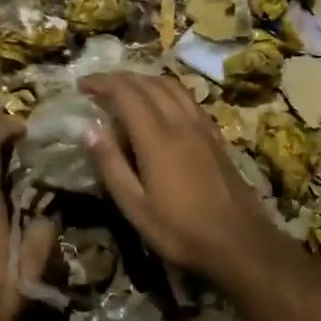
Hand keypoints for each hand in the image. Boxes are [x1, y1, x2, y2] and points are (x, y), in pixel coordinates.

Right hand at [78, 72, 283, 283]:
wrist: (238, 241)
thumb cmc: (180, 230)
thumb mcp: (135, 206)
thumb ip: (111, 165)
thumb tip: (88, 130)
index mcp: (157, 138)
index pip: (126, 93)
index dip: (102, 84)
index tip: (81, 86)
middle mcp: (181, 122)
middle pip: (149, 84)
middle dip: (121, 79)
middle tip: (98, 88)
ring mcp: (202, 126)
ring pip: (172, 86)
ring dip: (145, 81)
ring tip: (126, 91)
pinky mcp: (216, 135)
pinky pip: (188, 99)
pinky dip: (167, 91)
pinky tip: (161, 106)